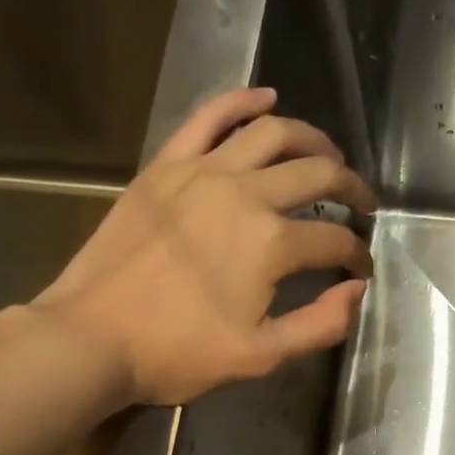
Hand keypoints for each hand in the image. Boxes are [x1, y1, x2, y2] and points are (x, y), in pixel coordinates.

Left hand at [34, 88, 375, 405]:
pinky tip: (265, 97)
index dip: (357, 256)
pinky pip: (208, 118)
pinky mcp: (166, 166)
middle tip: (362, 204)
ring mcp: (202, 172)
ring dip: (312, 139)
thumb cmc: (177, 354)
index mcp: (271, 244)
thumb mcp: (260, 357)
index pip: (335, 241)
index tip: (360, 270)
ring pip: (272, 133)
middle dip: (351, 188)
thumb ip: (320, 325)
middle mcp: (245, 194)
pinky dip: (241, 101)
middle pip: (317, 173)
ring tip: (328, 154)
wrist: (92, 338)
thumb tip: (356, 291)